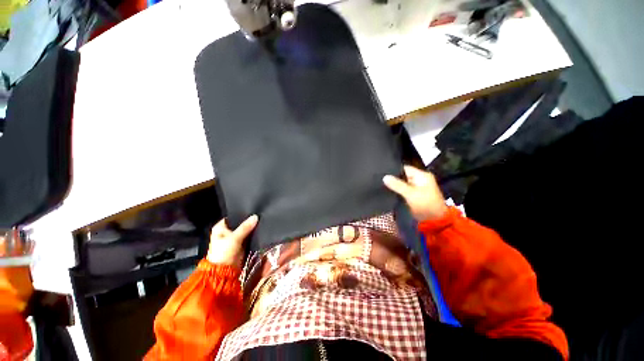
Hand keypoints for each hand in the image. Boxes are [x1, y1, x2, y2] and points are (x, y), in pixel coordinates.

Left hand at [207, 215, 257, 266]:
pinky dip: (253, 234)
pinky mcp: (241, 244)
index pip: (233, 216)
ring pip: (245, 229)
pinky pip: (248, 236)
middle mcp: (227, 231)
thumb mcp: (234, 238)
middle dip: (249, 221)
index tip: (253, 210)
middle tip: (259, 215)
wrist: (225, 272)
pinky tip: (260, 228)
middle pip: (240, 223)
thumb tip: (256, 216)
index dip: (242, 214)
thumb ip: (245, 227)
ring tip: (261, 220)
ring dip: (252, 227)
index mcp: (220, 227)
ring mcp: (234, 238)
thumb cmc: (224, 253)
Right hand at [383, 165, 447, 221]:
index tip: (383, 172)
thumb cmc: (424, 204)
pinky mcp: (414, 194)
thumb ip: (397, 185)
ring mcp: (417, 187)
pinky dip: (397, 190)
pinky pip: (403, 189)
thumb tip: (384, 177)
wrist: (433, 220)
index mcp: (422, 175)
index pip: (405, 168)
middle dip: (393, 177)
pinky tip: (388, 190)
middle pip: (403, 175)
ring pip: (402, 182)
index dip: (394, 169)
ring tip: (382, 183)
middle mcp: (420, 179)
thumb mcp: (410, 193)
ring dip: (395, 184)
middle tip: (380, 178)